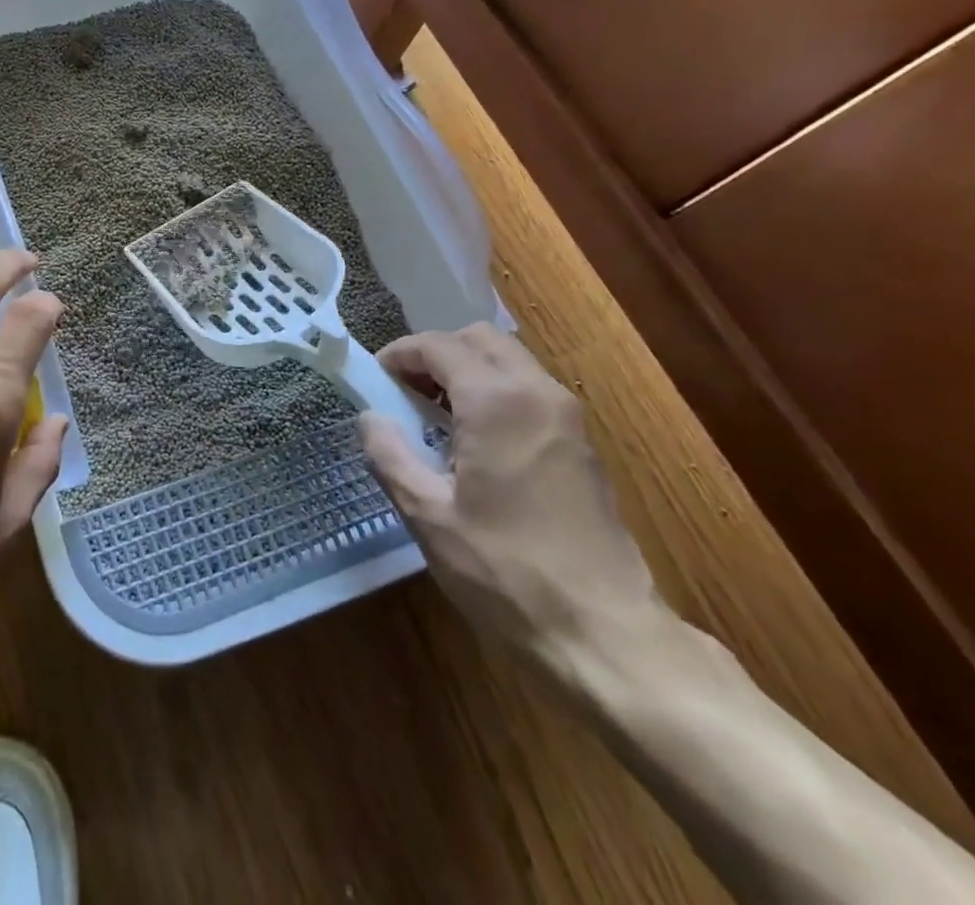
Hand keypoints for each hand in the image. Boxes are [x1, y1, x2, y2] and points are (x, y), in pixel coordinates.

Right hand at [358, 324, 664, 676]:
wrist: (605, 634)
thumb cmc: (506, 571)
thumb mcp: (428, 515)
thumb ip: (389, 455)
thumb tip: (370, 418)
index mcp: (497, 401)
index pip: (439, 346)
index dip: (400, 353)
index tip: (376, 379)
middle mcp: (538, 393)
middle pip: (480, 339)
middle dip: (437, 353)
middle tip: (406, 390)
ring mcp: (568, 418)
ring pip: (509, 361)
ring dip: (468, 370)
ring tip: (436, 414)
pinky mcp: (582, 444)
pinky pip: (530, 390)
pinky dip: (495, 391)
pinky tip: (475, 440)